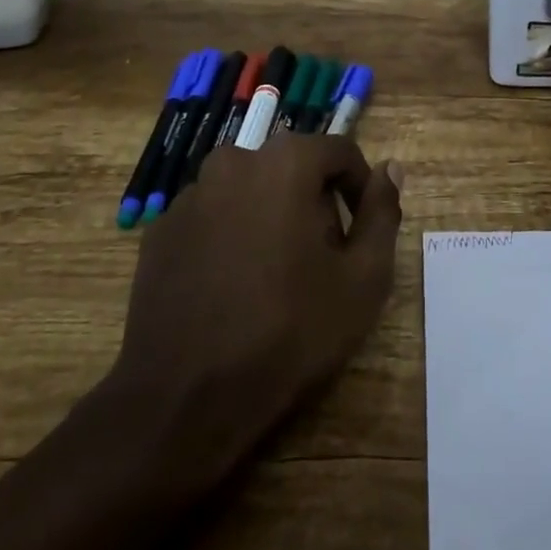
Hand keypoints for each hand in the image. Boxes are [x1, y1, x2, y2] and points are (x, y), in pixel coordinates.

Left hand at [91, 134, 403, 486]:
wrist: (185, 397)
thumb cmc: (289, 331)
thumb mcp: (363, 278)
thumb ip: (382, 213)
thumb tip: (390, 168)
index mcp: (285, 163)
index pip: (339, 152)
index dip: (359, 188)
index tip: (361, 232)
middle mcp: (233, 162)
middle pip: (291, 169)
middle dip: (313, 203)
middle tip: (322, 260)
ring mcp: (189, 195)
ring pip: (248, 192)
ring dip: (269, 218)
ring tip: (275, 277)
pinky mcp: (160, 231)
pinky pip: (211, 218)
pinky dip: (229, 237)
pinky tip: (231, 288)